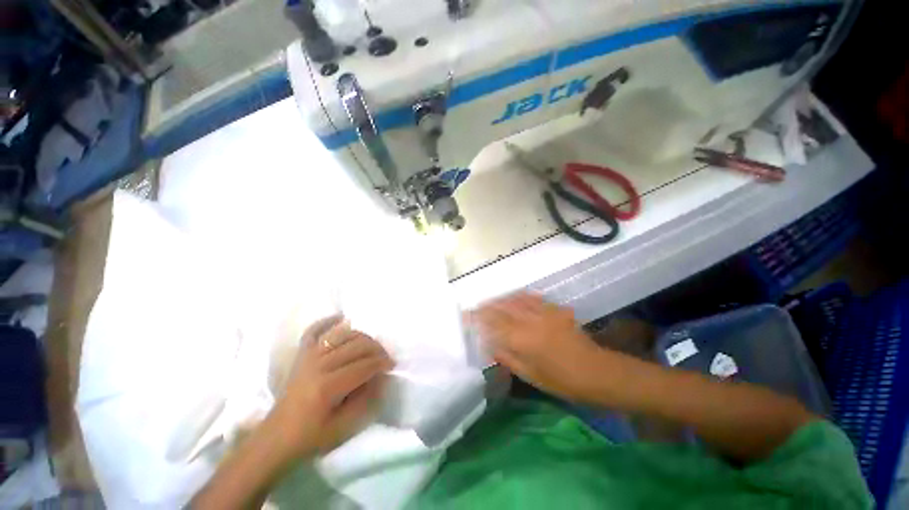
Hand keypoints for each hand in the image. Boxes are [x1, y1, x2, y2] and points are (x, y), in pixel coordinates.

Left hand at [269, 315, 393, 456]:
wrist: (276, 439)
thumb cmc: (311, 438)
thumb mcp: (344, 427)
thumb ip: (366, 399)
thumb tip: (381, 377)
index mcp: (328, 387)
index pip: (364, 366)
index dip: (382, 363)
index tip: (392, 365)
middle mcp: (318, 366)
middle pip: (356, 345)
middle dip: (376, 348)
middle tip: (385, 357)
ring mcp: (308, 357)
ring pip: (342, 335)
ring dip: (361, 336)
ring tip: (371, 345)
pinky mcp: (301, 355)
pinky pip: (314, 331)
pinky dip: (327, 322)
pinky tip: (341, 317)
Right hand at [474, 293, 605, 401]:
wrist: (597, 371)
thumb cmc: (562, 381)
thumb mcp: (530, 375)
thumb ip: (507, 357)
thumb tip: (488, 344)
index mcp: (522, 338)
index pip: (492, 322)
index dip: (477, 317)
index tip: (466, 315)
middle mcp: (530, 320)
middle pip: (502, 306)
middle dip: (486, 305)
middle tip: (476, 307)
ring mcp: (543, 311)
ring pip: (515, 299)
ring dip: (500, 299)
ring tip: (491, 302)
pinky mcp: (554, 309)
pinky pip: (531, 297)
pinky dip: (518, 296)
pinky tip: (514, 297)